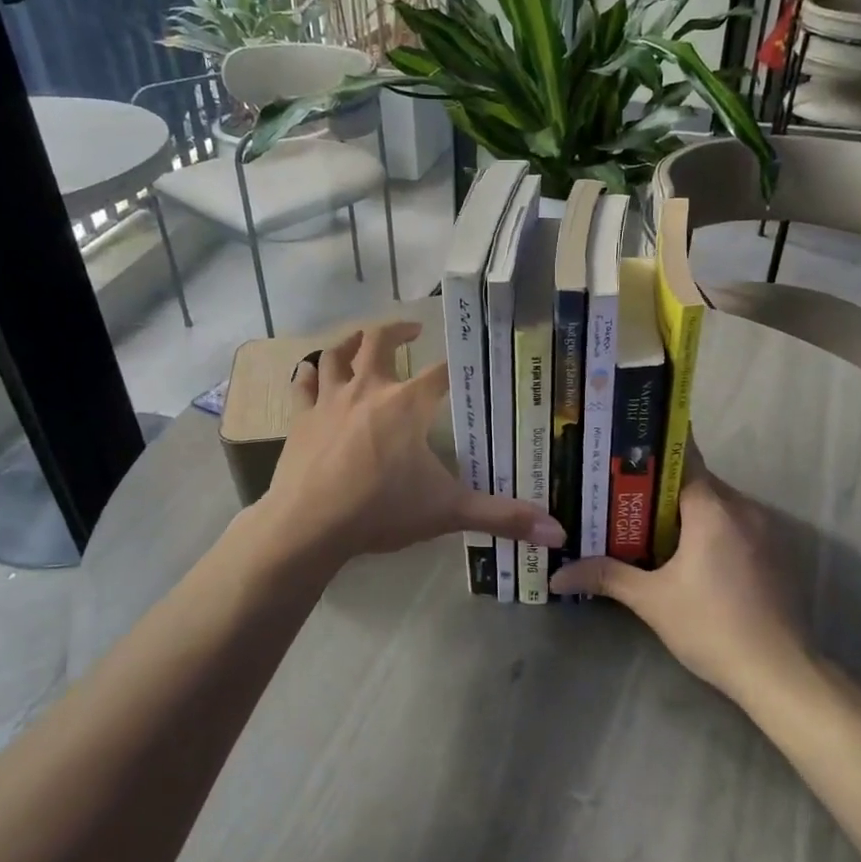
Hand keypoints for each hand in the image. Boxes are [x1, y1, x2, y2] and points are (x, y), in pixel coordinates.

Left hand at [257, 321, 566, 565]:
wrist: (309, 525)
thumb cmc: (381, 509)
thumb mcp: (448, 511)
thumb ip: (502, 517)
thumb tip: (559, 533)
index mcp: (408, 403)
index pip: (442, 372)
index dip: (457, 365)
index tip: (469, 361)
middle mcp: (369, 389)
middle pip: (380, 341)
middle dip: (398, 329)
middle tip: (413, 328)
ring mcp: (330, 401)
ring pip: (336, 354)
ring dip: (350, 342)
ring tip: (361, 340)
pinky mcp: (301, 419)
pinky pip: (303, 385)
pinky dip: (308, 375)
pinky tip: (310, 371)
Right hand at [549, 450, 810, 704]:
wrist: (779, 671)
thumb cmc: (711, 626)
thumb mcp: (652, 601)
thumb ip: (607, 577)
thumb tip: (557, 574)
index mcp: (714, 509)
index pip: (682, 459)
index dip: (651, 455)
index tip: (622, 455)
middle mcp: (744, 508)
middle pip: (698, 481)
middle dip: (661, 488)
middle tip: (622, 495)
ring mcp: (766, 530)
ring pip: (719, 504)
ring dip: (688, 511)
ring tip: (647, 523)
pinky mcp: (776, 553)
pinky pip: (736, 525)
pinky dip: (712, 529)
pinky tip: (688, 553)